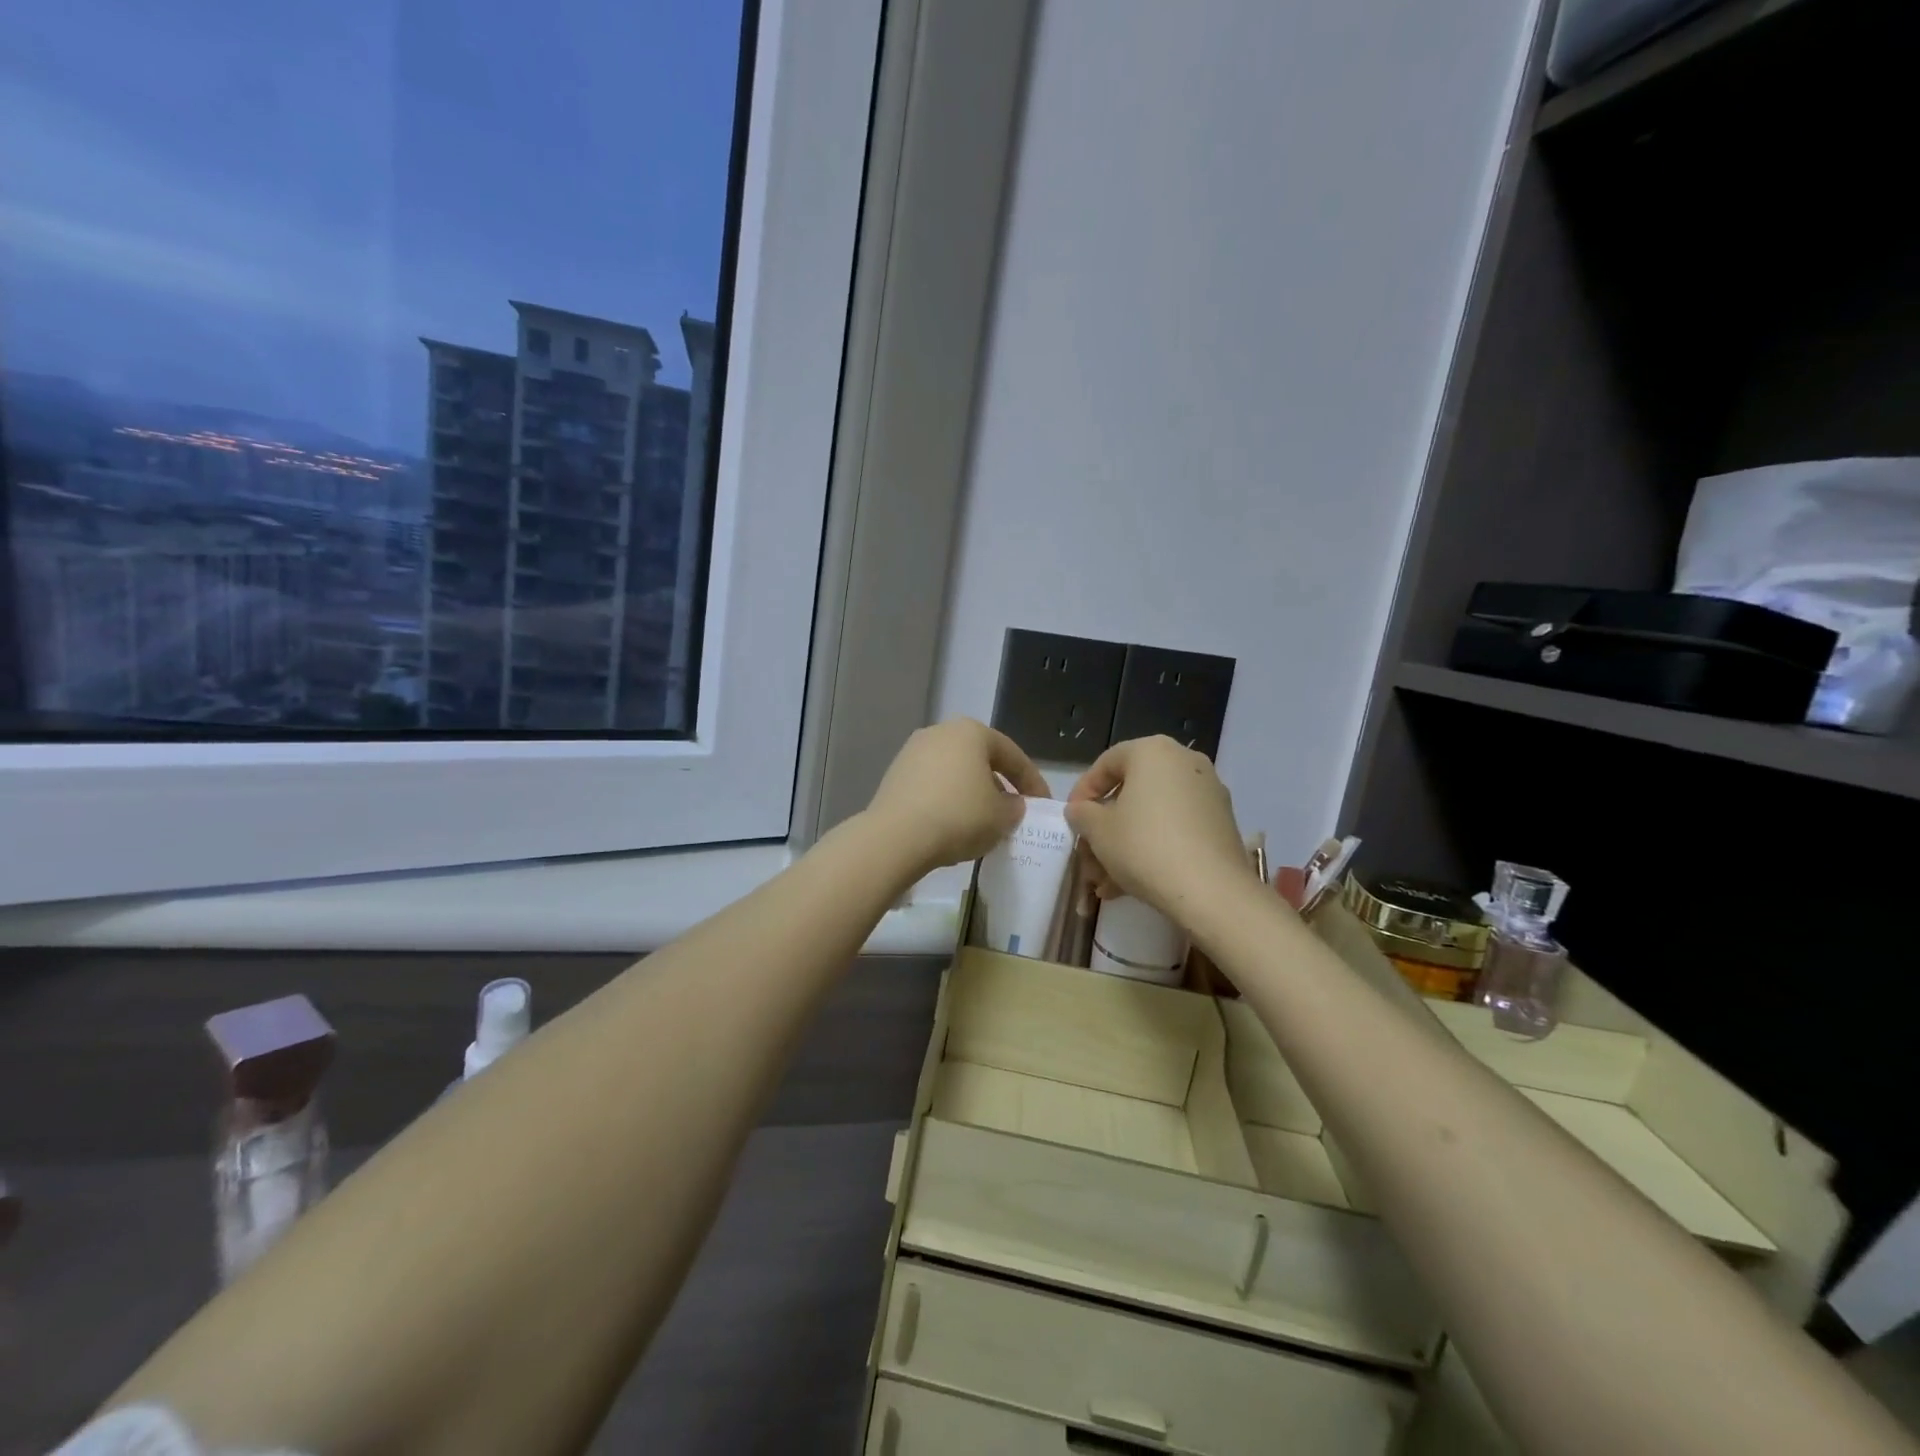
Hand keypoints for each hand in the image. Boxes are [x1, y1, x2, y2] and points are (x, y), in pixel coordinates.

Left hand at [864, 718, 1050, 876]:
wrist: (895, 837)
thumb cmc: (959, 816)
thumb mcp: (1002, 816)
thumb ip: (1015, 807)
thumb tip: (1010, 804)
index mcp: (971, 731)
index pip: (1012, 755)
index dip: (1032, 781)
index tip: (1043, 805)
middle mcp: (940, 732)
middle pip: (980, 760)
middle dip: (999, 785)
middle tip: (1013, 811)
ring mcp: (912, 752)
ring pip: (955, 773)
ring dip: (972, 793)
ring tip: (983, 821)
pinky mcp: (894, 775)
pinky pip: (932, 786)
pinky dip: (947, 801)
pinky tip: (953, 825)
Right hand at [1066, 736, 1259, 923]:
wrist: (1210, 890)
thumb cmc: (1144, 847)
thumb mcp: (1098, 830)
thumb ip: (1082, 813)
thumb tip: (1081, 810)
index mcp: (1153, 751)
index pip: (1106, 763)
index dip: (1083, 792)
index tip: (1071, 820)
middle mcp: (1185, 762)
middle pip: (1131, 792)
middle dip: (1105, 827)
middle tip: (1088, 855)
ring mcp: (1208, 792)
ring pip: (1153, 815)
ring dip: (1125, 844)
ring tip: (1106, 882)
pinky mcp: (1222, 823)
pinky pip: (1176, 828)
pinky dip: (1153, 849)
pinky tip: (1132, 885)